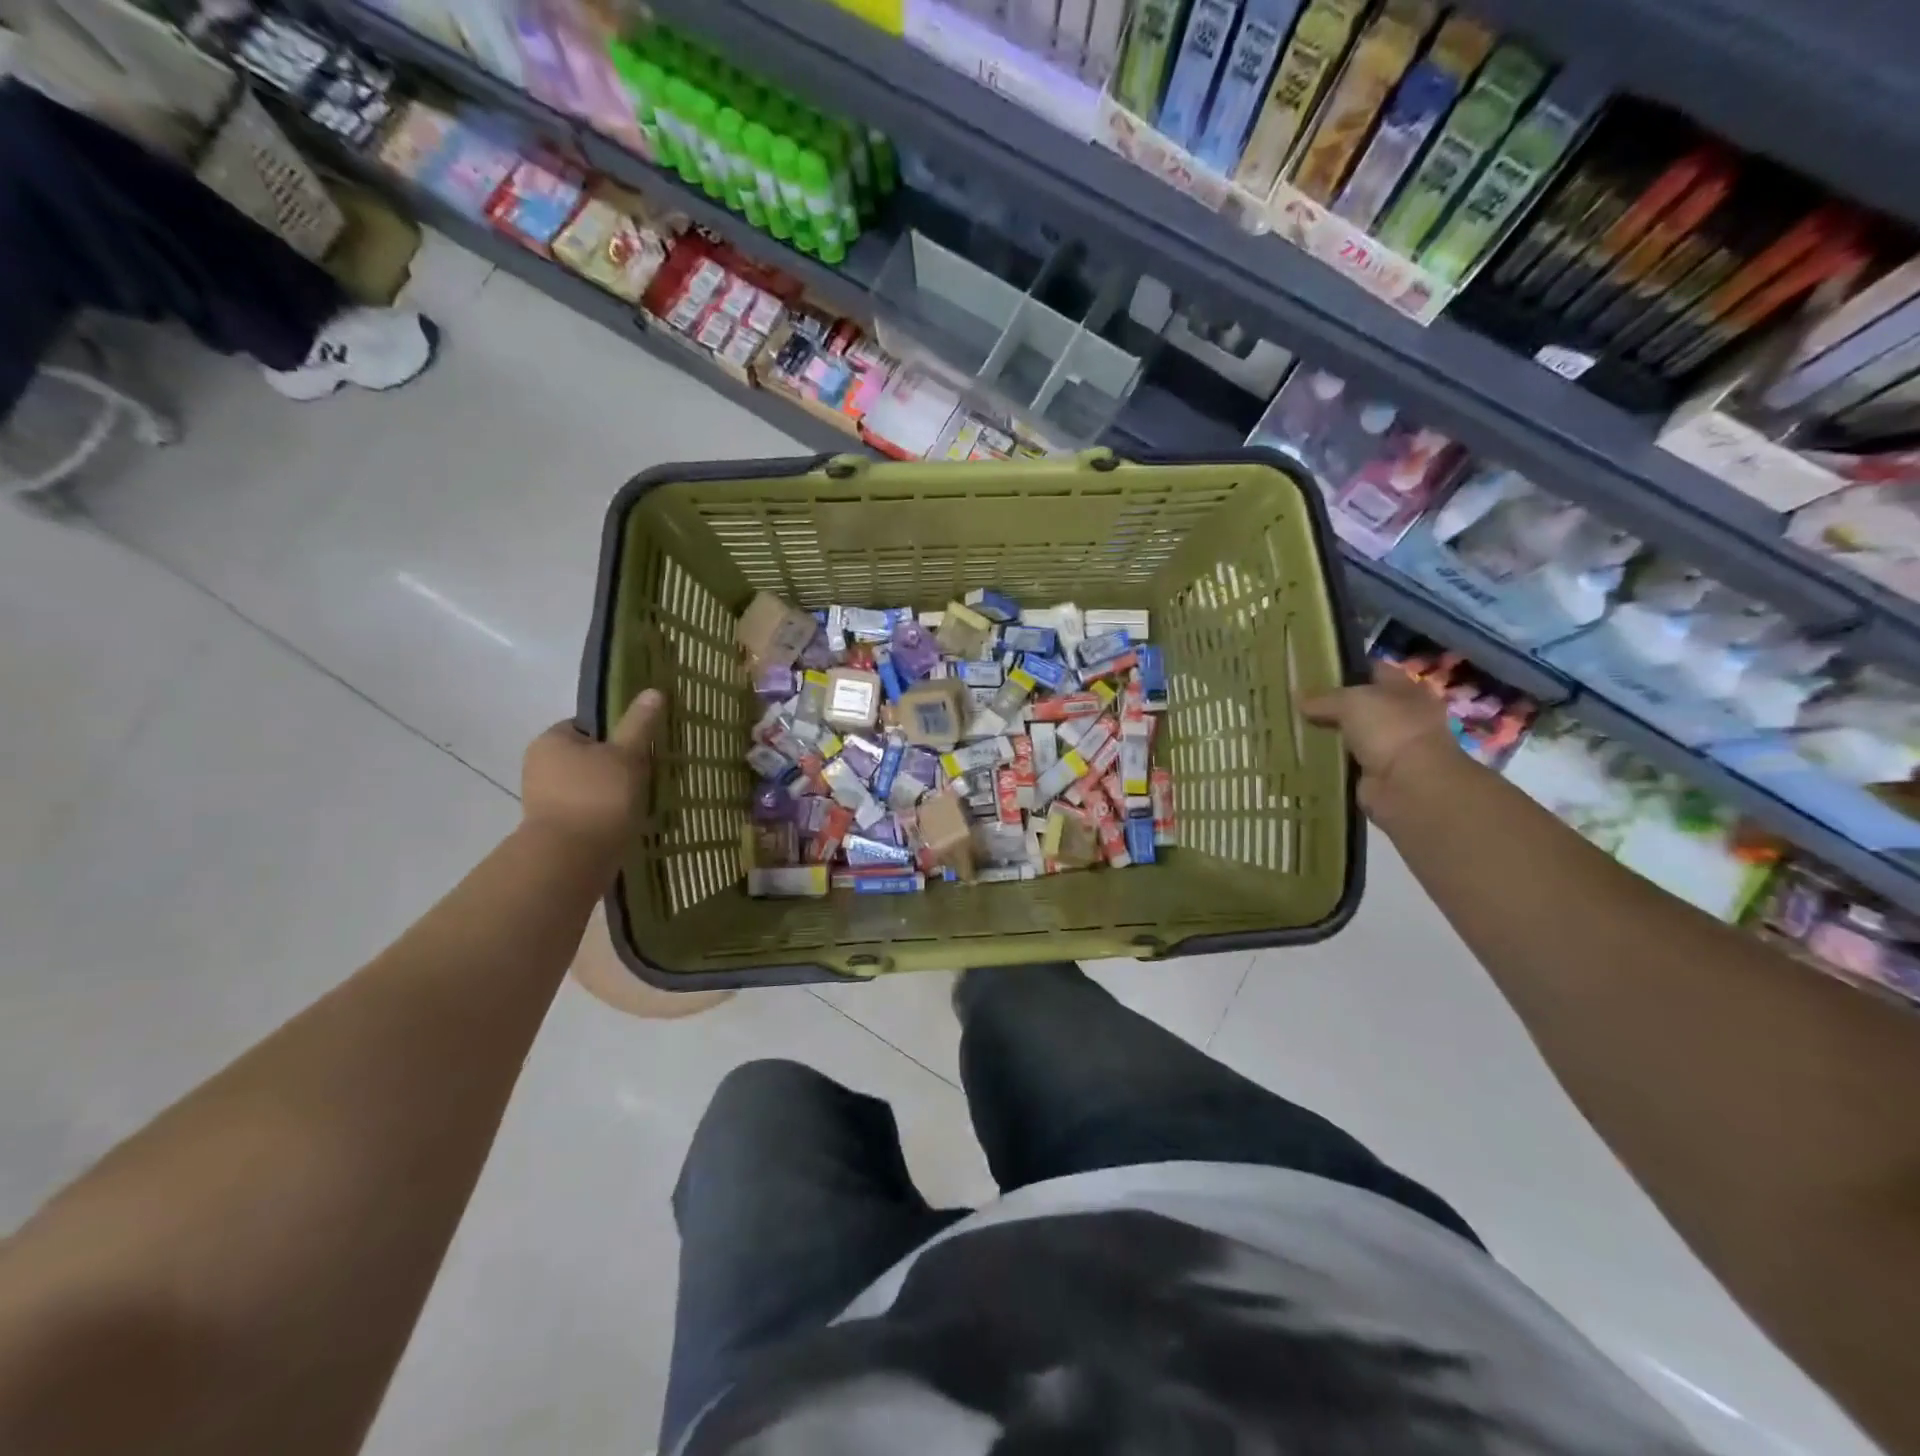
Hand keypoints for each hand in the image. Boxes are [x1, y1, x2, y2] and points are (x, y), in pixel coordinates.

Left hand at [520, 689, 664, 866]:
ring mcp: (543, 799)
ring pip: (589, 786)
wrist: (571, 859)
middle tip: (647, 774)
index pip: (587, 726)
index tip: (640, 748)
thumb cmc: (598, 797)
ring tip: (641, 801)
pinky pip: (586, 811)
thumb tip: (653, 691)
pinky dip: (605, 814)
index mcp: (551, 740)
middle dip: (616, 766)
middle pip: (589, 757)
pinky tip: (627, 821)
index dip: (616, 734)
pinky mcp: (553, 828)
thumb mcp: (626, 755)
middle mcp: (539, 766)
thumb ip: (639, 724)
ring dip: (612, 792)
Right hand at [1302, 664, 1458, 814]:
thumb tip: (1299, 700)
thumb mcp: (1351, 702)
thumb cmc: (1389, 728)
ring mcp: (1388, 747)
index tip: (1313, 670)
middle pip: (1360, 705)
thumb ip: (1324, 699)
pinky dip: (1328, 761)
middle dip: (1331, 705)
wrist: (1408, 784)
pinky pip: (1344, 761)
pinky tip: (1302, 755)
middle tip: (1295, 702)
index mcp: (1404, 689)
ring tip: (1292, 728)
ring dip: (1328, 734)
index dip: (1346, 669)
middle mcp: (1400, 716)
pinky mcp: (1373, 774)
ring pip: (1350, 734)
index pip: (1373, 671)